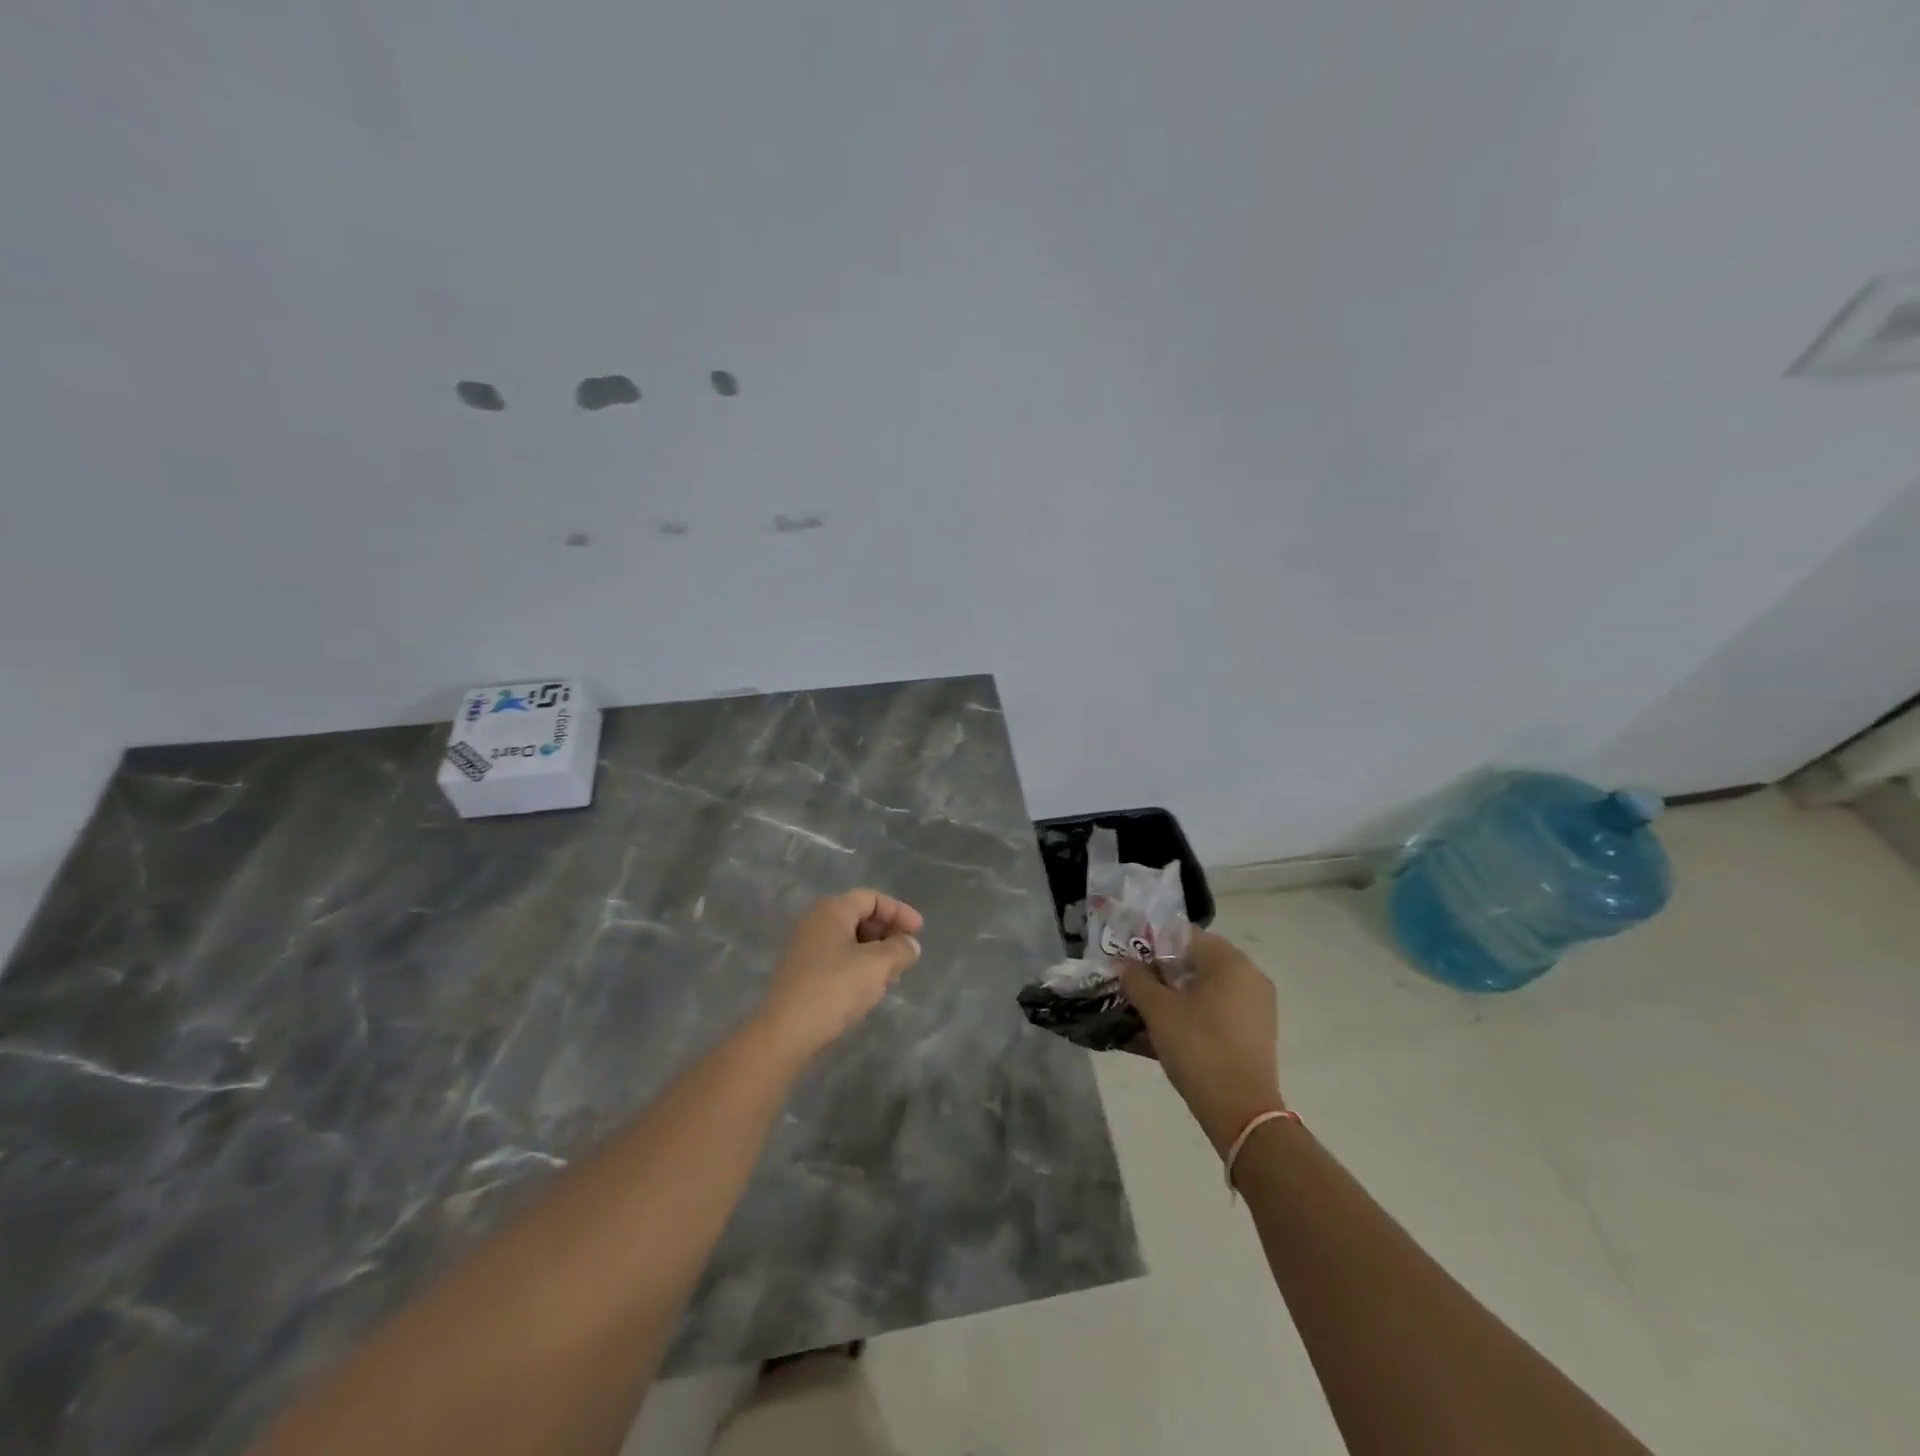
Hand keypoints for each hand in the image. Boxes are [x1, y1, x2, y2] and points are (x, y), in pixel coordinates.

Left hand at [756, 890, 923, 1062]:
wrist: (784, 1033)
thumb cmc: (834, 989)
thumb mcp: (878, 966)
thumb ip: (900, 949)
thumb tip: (910, 944)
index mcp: (832, 910)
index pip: (872, 898)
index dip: (899, 912)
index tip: (919, 933)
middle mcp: (815, 921)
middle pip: (859, 916)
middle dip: (887, 933)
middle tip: (906, 955)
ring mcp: (804, 947)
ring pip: (849, 940)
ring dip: (874, 953)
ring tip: (892, 976)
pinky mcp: (800, 972)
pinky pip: (837, 958)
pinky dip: (858, 966)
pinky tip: (869, 989)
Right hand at [1119, 929, 1282, 1154]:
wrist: (1242, 1112)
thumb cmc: (1199, 1048)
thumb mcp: (1158, 1011)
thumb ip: (1137, 979)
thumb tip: (1124, 964)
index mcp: (1230, 961)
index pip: (1183, 935)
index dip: (1151, 944)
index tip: (1129, 962)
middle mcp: (1250, 976)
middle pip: (1196, 961)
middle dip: (1162, 972)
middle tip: (1134, 986)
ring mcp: (1257, 1006)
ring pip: (1206, 988)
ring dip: (1176, 994)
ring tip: (1146, 1011)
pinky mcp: (1256, 1032)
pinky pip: (1218, 1010)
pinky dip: (1194, 1013)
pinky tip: (1169, 1032)